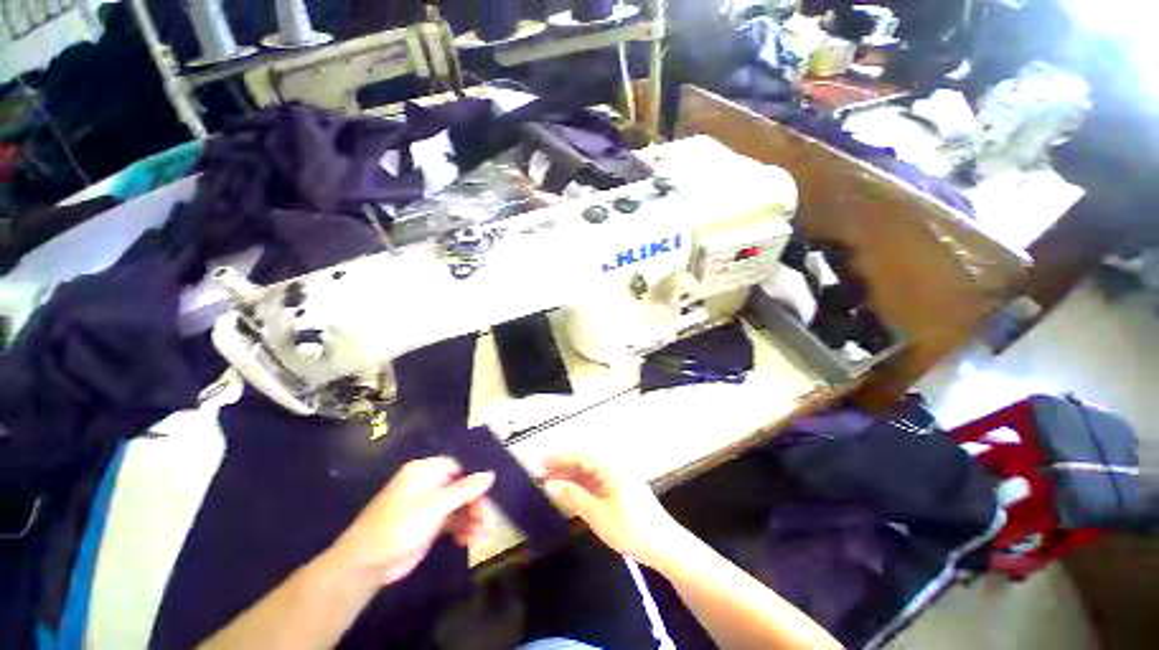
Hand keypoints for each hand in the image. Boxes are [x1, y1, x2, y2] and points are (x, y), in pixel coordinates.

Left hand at [327, 457, 494, 586]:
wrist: (365, 564)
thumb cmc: (400, 526)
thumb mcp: (435, 506)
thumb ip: (465, 490)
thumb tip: (490, 474)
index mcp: (425, 471)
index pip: (458, 467)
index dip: (473, 480)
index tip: (486, 495)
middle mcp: (427, 485)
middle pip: (460, 488)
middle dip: (474, 503)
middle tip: (485, 519)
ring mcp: (427, 506)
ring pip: (457, 506)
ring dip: (470, 518)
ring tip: (479, 535)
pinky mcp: (427, 525)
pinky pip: (450, 521)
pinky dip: (460, 529)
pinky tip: (466, 541)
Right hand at [542, 453, 684, 566]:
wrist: (663, 546)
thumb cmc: (629, 528)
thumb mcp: (597, 514)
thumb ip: (572, 496)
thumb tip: (549, 485)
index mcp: (611, 468)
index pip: (581, 457)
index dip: (561, 459)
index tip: (542, 463)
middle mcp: (615, 468)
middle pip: (585, 463)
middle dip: (564, 468)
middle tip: (543, 475)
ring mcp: (619, 479)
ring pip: (590, 473)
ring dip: (572, 478)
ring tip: (553, 485)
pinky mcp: (622, 490)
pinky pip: (598, 483)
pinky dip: (583, 487)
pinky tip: (572, 495)